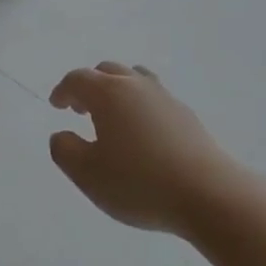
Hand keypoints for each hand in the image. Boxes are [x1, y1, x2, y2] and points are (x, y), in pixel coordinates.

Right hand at [48, 63, 241, 233]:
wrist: (208, 194)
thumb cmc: (139, 183)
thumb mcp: (87, 174)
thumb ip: (65, 150)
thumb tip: (62, 134)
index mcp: (108, 93)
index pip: (78, 79)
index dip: (63, 90)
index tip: (56, 105)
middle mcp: (136, 85)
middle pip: (107, 71)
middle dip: (89, 86)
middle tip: (80, 109)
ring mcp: (165, 97)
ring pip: (135, 79)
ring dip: (117, 90)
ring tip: (112, 116)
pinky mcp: (186, 115)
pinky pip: (154, 97)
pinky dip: (139, 105)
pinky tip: (142, 133)